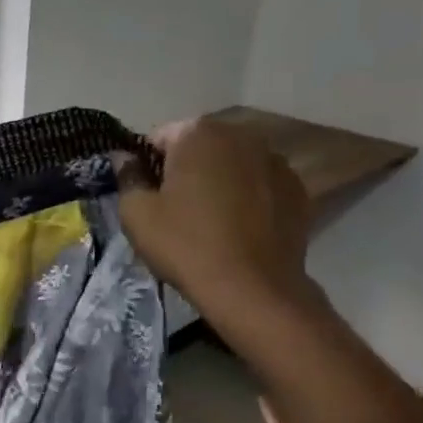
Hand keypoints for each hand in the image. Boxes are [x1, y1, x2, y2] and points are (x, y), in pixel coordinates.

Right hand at [119, 116, 314, 338]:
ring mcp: (276, 161)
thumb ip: (127, 177)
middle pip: (200, 146)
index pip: (159, 138)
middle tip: (175, 209)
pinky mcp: (298, 190)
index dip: (147, 166)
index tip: (146, 195)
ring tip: (210, 220)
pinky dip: (248, 197)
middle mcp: (241, 135)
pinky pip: (260, 185)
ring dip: (219, 181)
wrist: (252, 289)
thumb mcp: (136, 214)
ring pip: (232, 164)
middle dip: (186, 169)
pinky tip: (239, 228)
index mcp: (198, 133)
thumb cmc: (186, 245)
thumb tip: (124, 158)